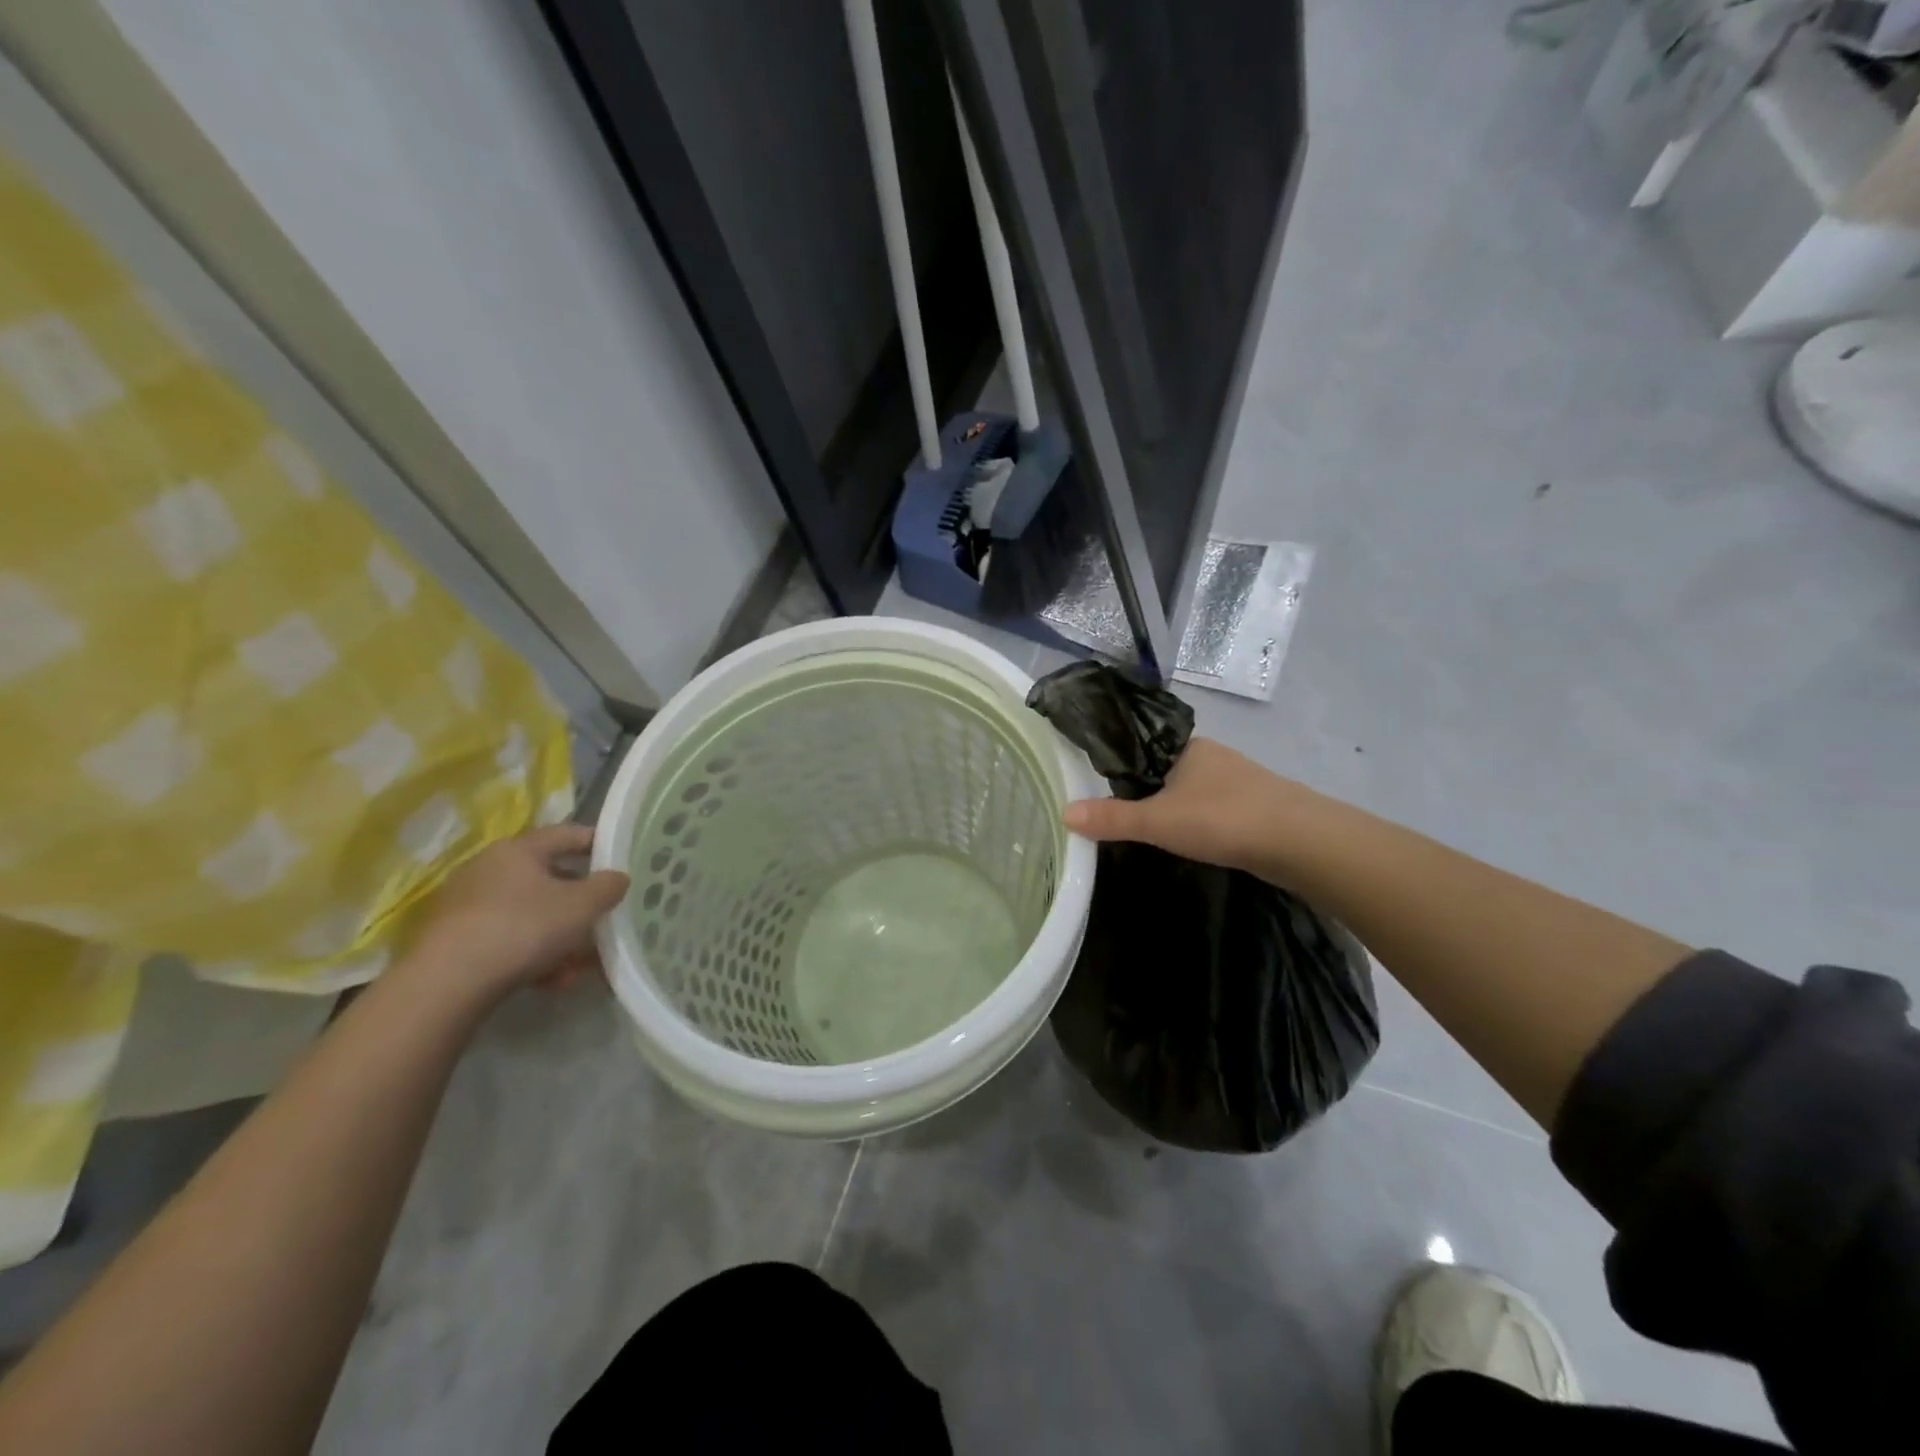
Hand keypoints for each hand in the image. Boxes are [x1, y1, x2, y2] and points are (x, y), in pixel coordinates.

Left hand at [404, 825, 629, 1008]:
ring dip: (560, 936)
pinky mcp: (455, 940)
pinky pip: (508, 939)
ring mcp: (469, 905)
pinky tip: (552, 981)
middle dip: (580, 903)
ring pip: (530, 914)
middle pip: (549, 878)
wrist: (446, 984)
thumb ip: (608, 887)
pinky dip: (533, 955)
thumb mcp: (582, 906)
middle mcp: (490, 868)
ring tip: (580, 965)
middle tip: (604, 919)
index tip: (622, 860)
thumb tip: (618, 877)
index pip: (568, 834)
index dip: (599, 844)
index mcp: (519, 849)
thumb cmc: (523, 927)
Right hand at [1062, 737, 1314, 875]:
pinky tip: (1197, 841)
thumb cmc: (1222, 818)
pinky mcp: (1258, 805)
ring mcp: (1239, 779)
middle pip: (1167, 771)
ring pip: (1194, 791)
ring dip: (1178, 809)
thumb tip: (1064, 813)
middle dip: (1150, 793)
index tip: (1103, 794)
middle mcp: (1212, 756)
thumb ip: (1112, 818)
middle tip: (1125, 821)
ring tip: (1157, 835)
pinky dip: (1202, 822)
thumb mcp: (1157, 821)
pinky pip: (1216, 809)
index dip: (1122, 770)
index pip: (1143, 750)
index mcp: (1186, 746)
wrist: (1301, 841)